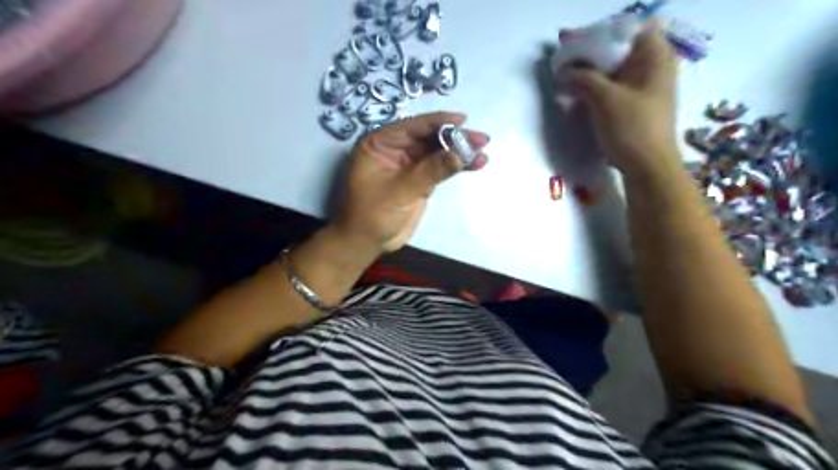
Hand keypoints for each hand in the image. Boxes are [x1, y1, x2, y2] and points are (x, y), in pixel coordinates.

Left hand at [333, 113, 491, 252]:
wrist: (368, 242)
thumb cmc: (374, 214)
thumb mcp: (401, 190)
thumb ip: (430, 171)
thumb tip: (461, 154)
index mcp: (379, 144)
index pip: (411, 127)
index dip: (438, 122)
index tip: (462, 120)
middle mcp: (394, 149)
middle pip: (428, 137)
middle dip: (454, 137)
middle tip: (480, 138)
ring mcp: (408, 165)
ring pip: (436, 152)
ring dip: (458, 151)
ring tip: (483, 149)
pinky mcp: (420, 180)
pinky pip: (440, 168)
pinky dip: (456, 165)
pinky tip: (475, 163)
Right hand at [555, 21, 680, 180]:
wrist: (648, 168)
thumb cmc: (632, 128)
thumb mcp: (605, 98)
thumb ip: (582, 78)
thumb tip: (562, 71)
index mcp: (655, 56)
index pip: (628, 28)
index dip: (600, 33)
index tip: (574, 43)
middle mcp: (652, 67)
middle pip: (617, 49)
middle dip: (588, 53)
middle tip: (562, 59)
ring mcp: (643, 88)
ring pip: (612, 70)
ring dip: (588, 73)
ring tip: (563, 78)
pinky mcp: (633, 107)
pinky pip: (611, 88)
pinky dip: (593, 89)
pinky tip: (575, 95)